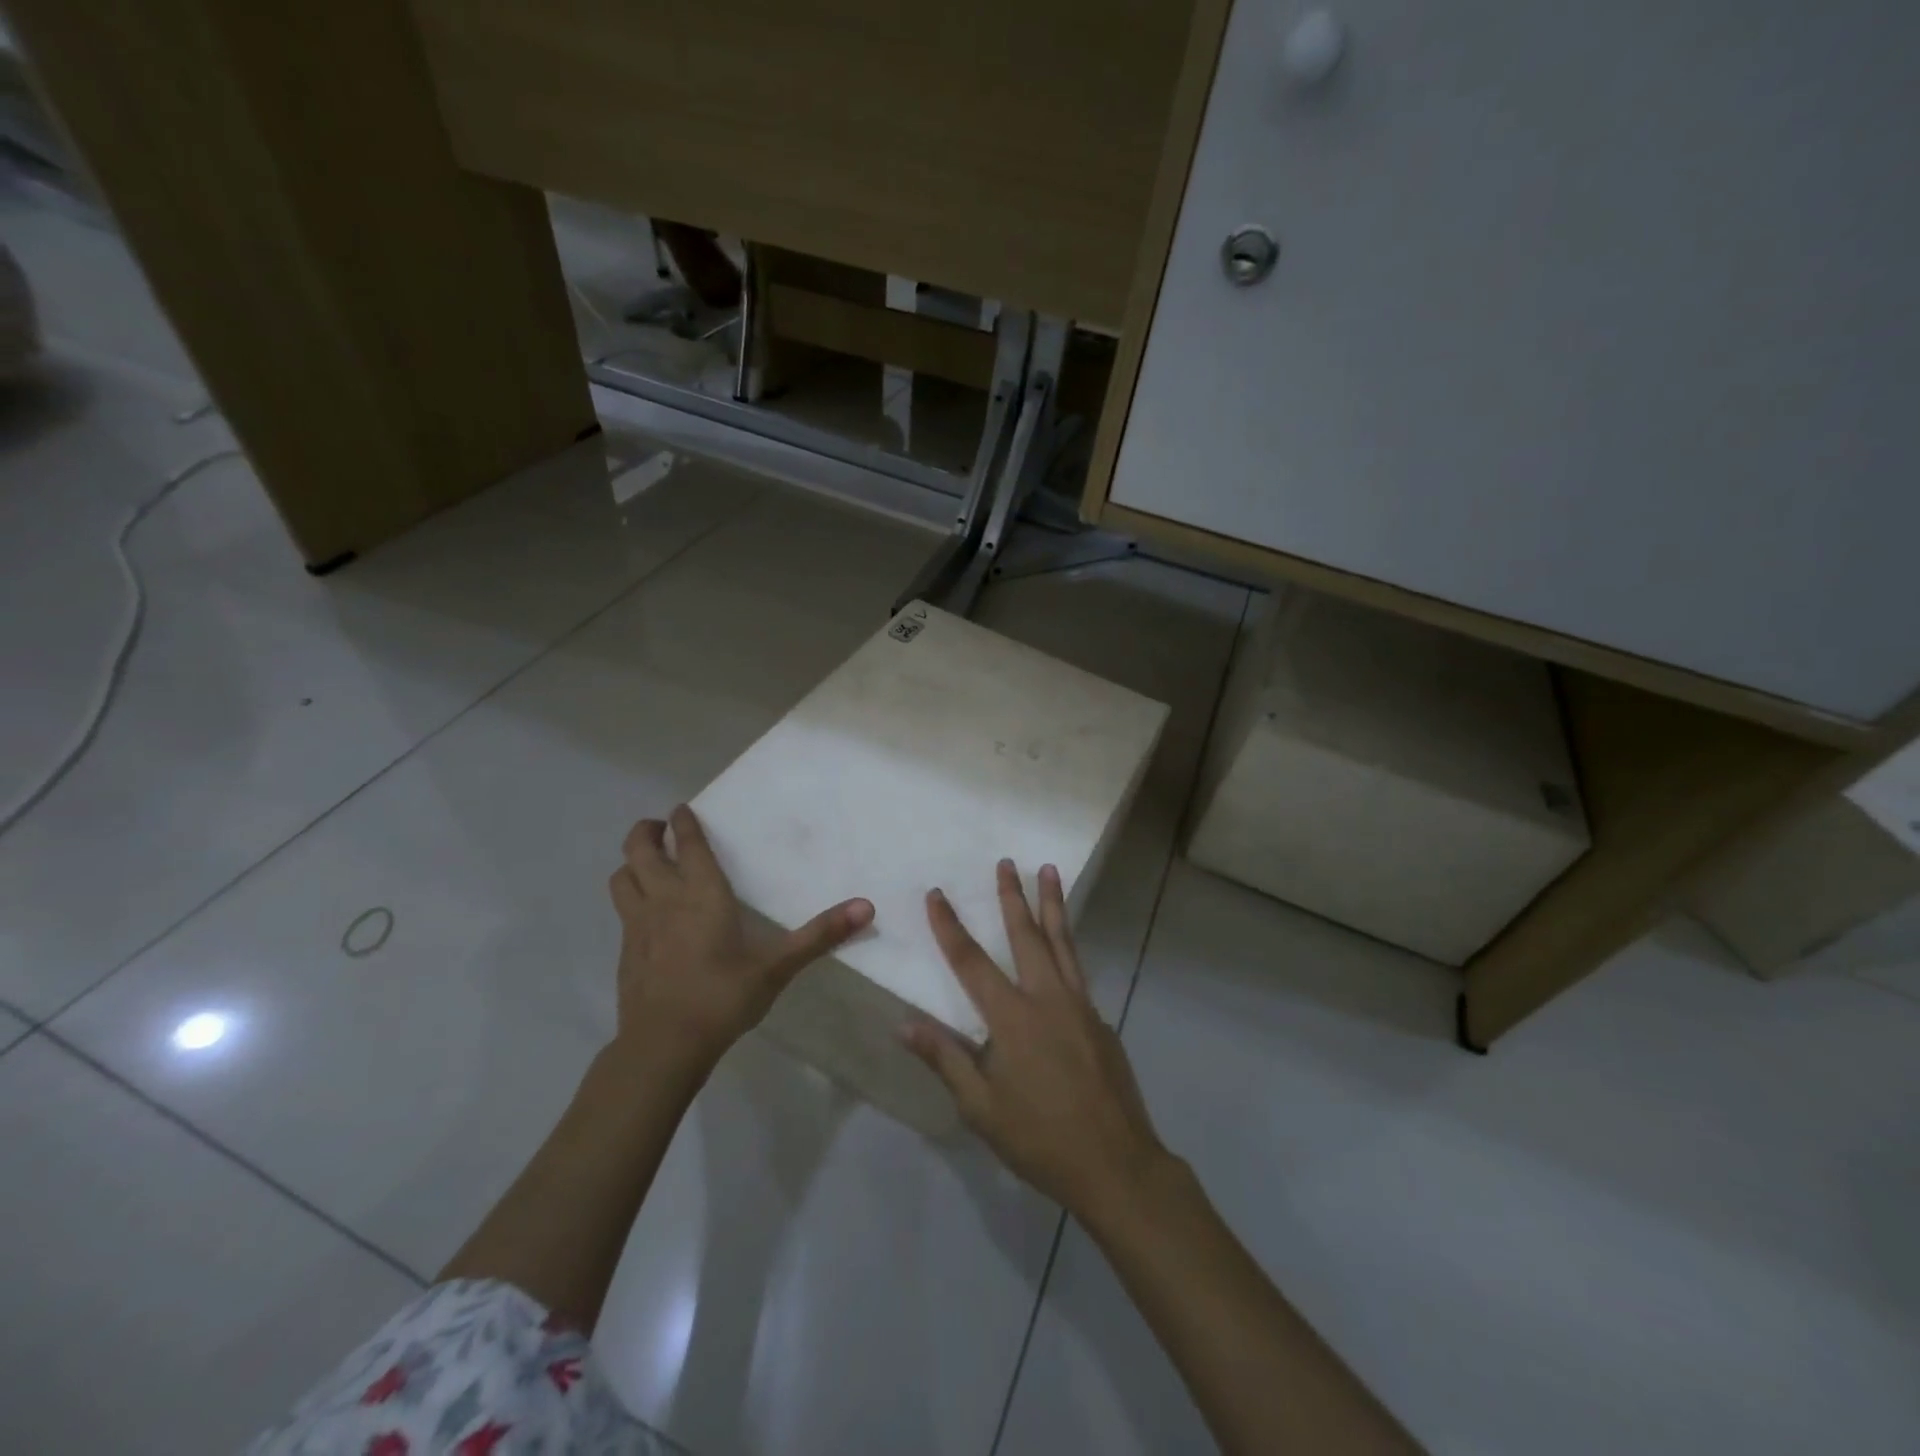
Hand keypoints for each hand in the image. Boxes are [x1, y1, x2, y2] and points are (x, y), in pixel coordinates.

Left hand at [608, 805, 873, 1066]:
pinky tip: (648, 914)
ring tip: (648, 863)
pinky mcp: (625, 952)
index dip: (684, 821)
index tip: (682, 808)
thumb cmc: (723, 997)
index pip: (687, 844)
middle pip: (639, 850)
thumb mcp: (777, 967)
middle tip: (660, 826)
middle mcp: (664, 900)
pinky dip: (631, 897)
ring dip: (632, 862)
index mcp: (701, 894)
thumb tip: (867, 907)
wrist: (663, 1046)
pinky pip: (622, 909)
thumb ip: (820, 935)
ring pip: (622, 877)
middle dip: (646, 831)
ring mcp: (637, 926)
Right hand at [902, 860, 1168, 1217]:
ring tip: (1050, 871)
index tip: (936, 895)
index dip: (950, 927)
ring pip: (1063, 942)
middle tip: (1006, 862)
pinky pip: (1078, 971)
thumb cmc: (1039, 1139)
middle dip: (1013, 896)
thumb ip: (945, 1059)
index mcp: (1012, 1018)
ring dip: (1052, 904)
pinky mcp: (1100, 1020)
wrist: (1115, 1164)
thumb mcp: (980, 1107)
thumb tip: (903, 1023)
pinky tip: (1064, 945)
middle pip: (1026, 935)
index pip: (971, 962)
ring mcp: (1080, 1005)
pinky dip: (1068, 946)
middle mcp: (1047, 998)